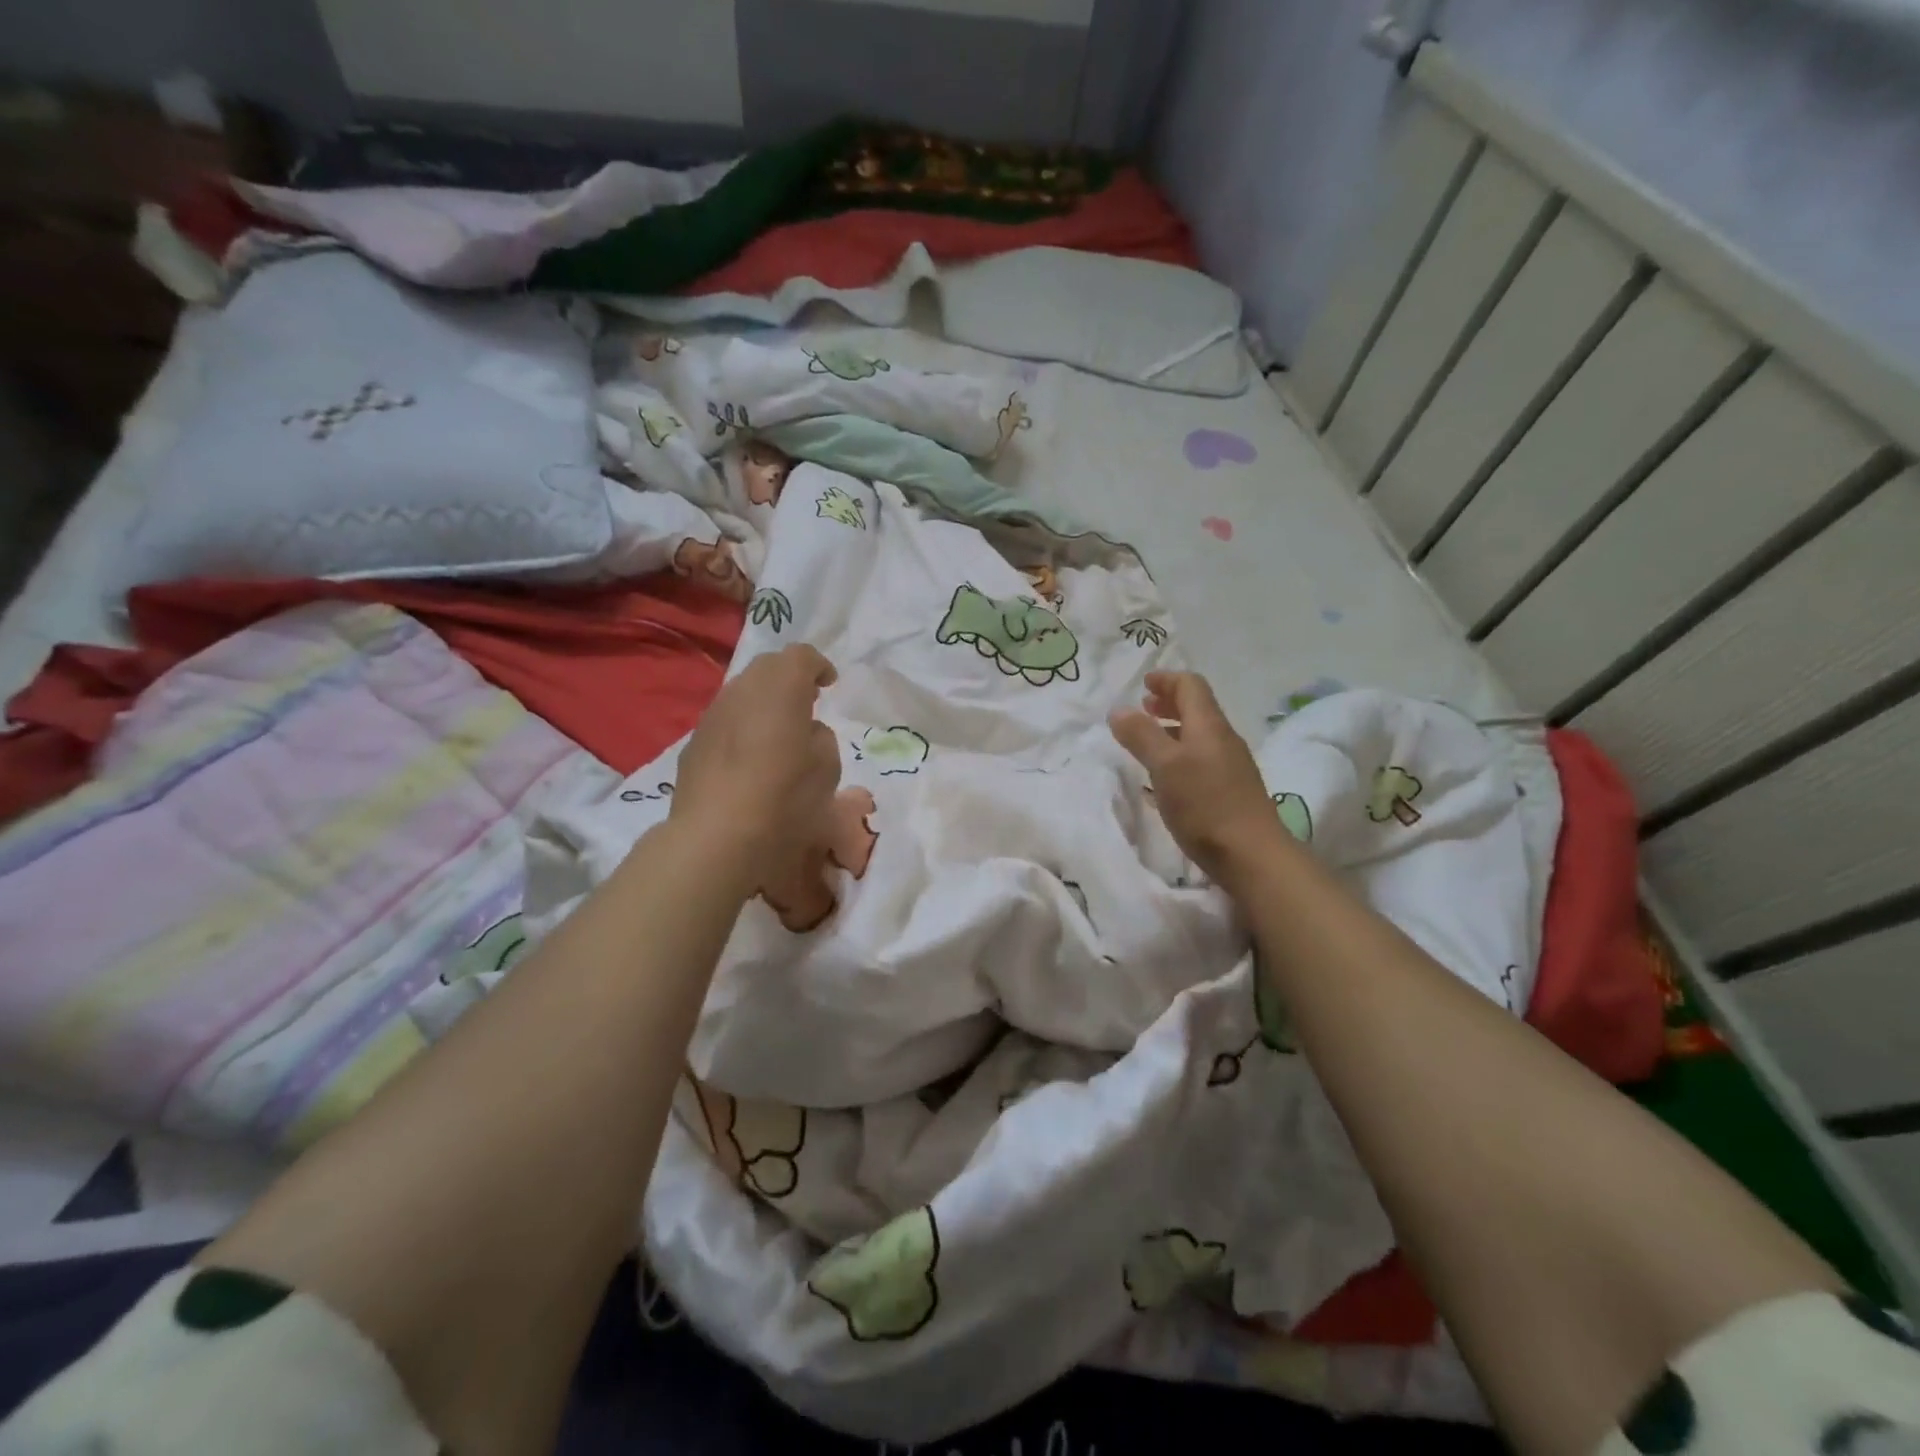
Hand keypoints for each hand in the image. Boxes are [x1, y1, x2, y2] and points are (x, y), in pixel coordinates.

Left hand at [672, 644, 841, 888]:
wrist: (716, 836)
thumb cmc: (785, 798)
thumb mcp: (827, 768)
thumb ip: (821, 738)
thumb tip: (805, 731)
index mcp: (781, 687)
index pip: (801, 656)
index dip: (818, 666)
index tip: (830, 684)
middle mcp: (743, 690)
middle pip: (767, 667)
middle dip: (789, 678)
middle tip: (806, 703)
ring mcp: (712, 715)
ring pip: (742, 693)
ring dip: (763, 703)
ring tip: (778, 732)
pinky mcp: (693, 743)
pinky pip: (725, 721)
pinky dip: (742, 727)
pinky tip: (750, 758)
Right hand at [1109, 671, 1286, 883]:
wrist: (1253, 855)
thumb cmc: (1205, 805)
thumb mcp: (1165, 766)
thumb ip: (1141, 736)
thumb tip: (1119, 710)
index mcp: (1209, 726)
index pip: (1191, 686)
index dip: (1167, 680)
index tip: (1144, 683)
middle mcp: (1223, 739)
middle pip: (1198, 708)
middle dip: (1169, 703)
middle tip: (1144, 707)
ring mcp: (1231, 766)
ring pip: (1200, 735)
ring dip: (1173, 729)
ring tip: (1149, 740)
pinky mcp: (1231, 791)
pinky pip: (1202, 759)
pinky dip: (1181, 754)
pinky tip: (1167, 775)